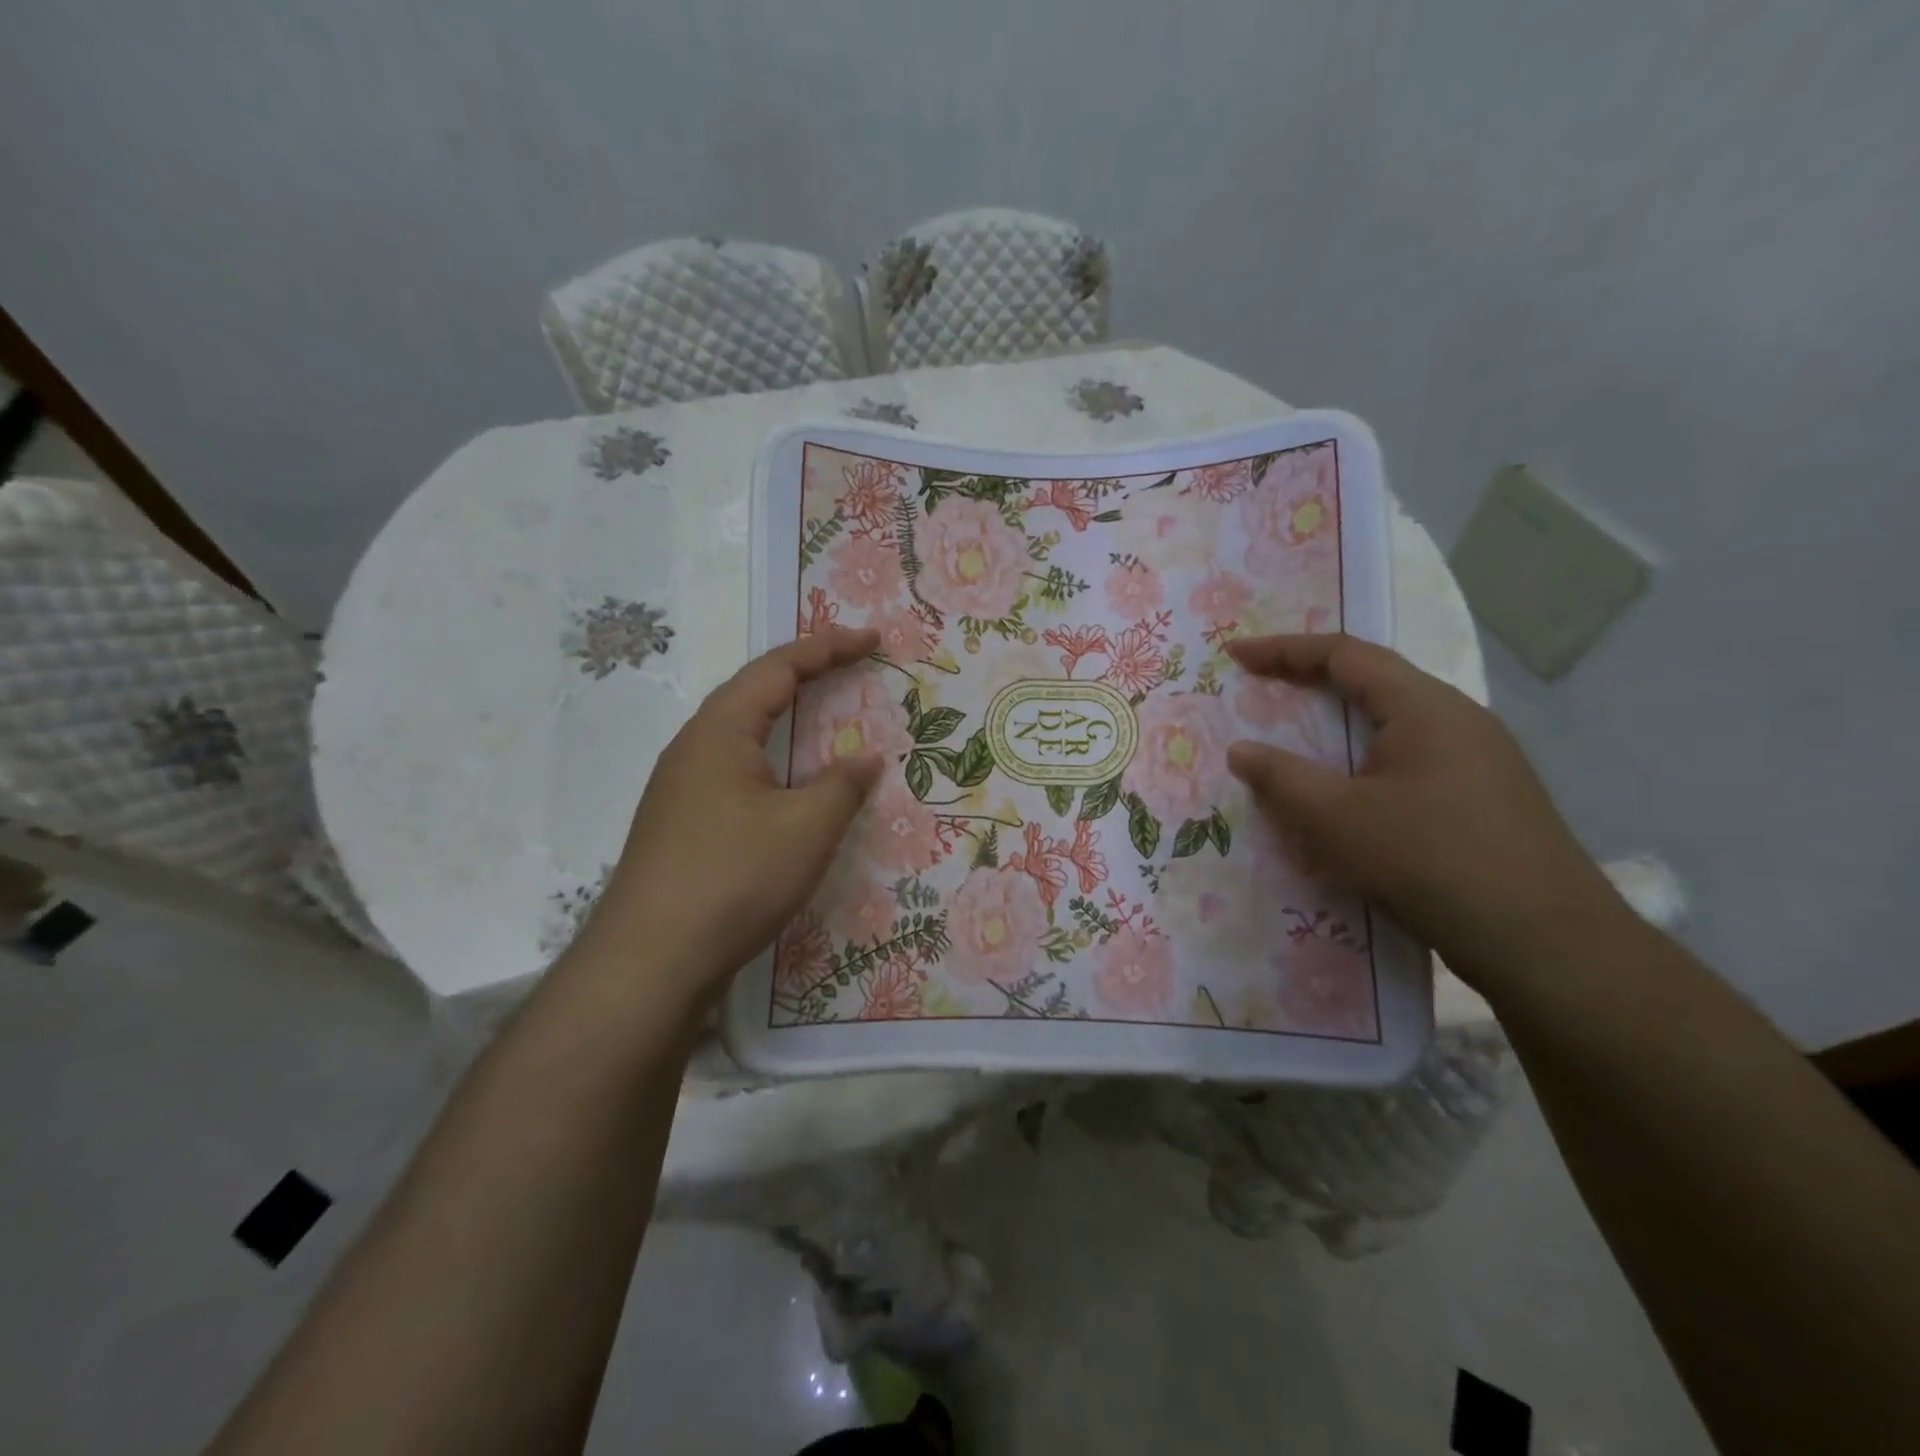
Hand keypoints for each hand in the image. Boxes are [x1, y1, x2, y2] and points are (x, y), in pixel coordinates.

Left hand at [586, 627, 883, 998]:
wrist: (650, 961)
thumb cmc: (734, 878)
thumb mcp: (806, 828)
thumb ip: (843, 785)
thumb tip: (867, 759)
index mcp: (719, 731)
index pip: (778, 668)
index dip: (828, 648)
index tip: (872, 640)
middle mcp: (693, 748)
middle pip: (753, 692)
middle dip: (806, 674)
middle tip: (851, 666)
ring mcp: (680, 788)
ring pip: (741, 734)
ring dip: (785, 718)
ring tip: (823, 716)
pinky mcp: (681, 824)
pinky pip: (734, 770)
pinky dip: (772, 759)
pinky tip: (787, 786)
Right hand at [1224, 634, 1625, 989]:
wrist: (1545, 944)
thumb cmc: (1429, 862)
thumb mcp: (1336, 819)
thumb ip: (1281, 778)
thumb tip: (1240, 750)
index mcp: (1425, 708)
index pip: (1345, 654)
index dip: (1284, 649)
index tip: (1237, 654)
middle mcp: (1459, 720)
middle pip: (1374, 683)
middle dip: (1312, 681)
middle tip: (1262, 690)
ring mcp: (1480, 760)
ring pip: (1394, 725)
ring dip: (1341, 725)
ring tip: (1297, 740)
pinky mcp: (1487, 799)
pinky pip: (1412, 760)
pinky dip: (1366, 760)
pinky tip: (1350, 795)